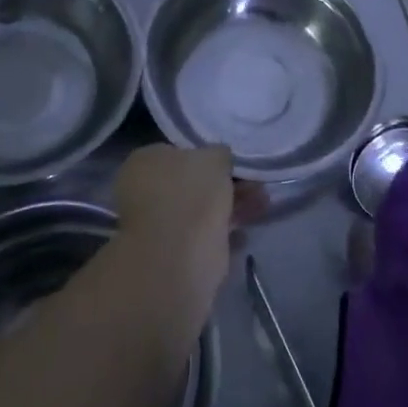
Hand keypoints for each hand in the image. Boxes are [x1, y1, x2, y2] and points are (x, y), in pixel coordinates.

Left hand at [111, 144, 264, 303]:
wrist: (180, 254)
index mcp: (145, 162)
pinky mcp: (174, 251)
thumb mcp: (214, 157)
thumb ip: (219, 154)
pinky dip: (226, 231)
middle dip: (226, 182)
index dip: (207, 155)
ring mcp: (158, 223)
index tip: (233, 162)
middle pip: (193, 182)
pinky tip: (246, 232)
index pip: (178, 152)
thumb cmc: (191, 193)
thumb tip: (219, 158)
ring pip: (202, 208)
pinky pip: (205, 234)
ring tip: (263, 203)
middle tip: (255, 183)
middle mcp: (145, 191)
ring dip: (232, 204)